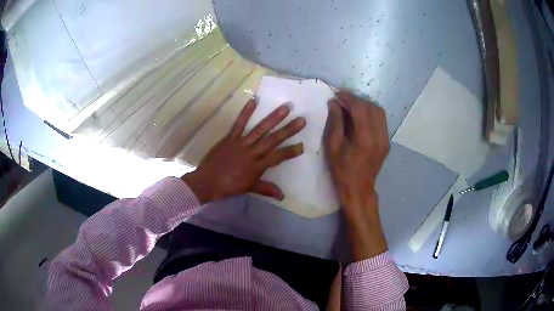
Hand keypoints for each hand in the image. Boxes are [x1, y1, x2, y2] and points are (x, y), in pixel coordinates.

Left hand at [182, 99, 305, 203]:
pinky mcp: (230, 138)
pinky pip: (239, 124)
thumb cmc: (229, 187)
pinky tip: (254, 101)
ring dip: (273, 119)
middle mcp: (252, 153)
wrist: (207, 183)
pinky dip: (246, 113)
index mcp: (257, 167)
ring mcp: (241, 144)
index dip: (290, 152)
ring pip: (259, 130)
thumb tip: (282, 197)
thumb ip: (266, 189)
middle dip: (288, 130)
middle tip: (301, 120)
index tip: (302, 145)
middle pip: (272, 140)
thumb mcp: (249, 189)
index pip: (277, 157)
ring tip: (285, 109)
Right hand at [324, 91, 389, 259]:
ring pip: (379, 112)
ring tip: (351, 107)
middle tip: (342, 101)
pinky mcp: (386, 142)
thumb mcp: (333, 147)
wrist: (359, 189)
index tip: (337, 95)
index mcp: (365, 139)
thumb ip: (335, 122)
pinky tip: (360, 117)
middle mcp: (379, 137)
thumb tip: (334, 103)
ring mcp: (385, 139)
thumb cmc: (342, 171)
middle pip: (372, 107)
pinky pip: (381, 120)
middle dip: (356, 100)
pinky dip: (370, 114)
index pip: (360, 109)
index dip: (348, 98)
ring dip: (365, 105)